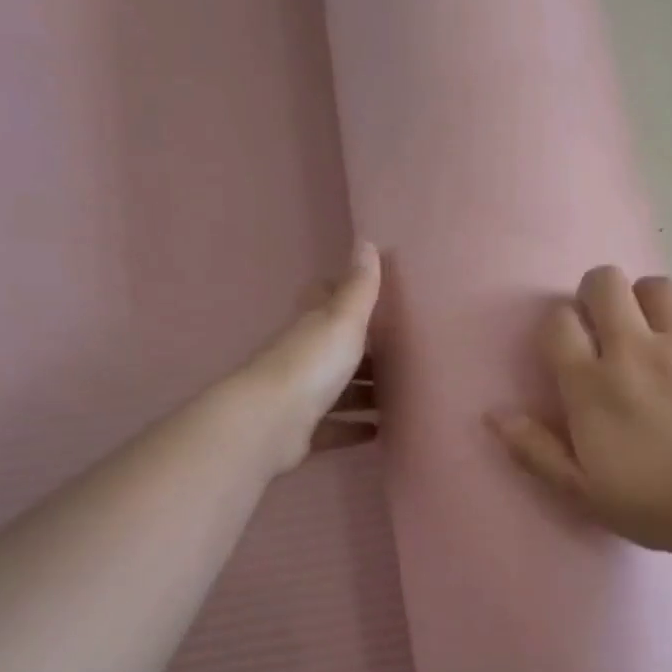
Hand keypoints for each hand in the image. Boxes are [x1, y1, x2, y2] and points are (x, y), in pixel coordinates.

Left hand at [235, 239, 381, 473]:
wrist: (269, 423)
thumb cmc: (310, 364)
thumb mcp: (342, 320)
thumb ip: (359, 288)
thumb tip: (365, 239)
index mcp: (311, 326)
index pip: (324, 300)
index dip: (344, 293)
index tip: (373, 295)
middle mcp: (302, 358)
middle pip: (335, 348)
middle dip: (364, 350)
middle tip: (401, 354)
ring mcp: (300, 396)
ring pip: (337, 390)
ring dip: (363, 392)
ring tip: (400, 396)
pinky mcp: (302, 431)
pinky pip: (334, 427)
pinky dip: (354, 428)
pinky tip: (379, 431)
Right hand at [489, 265, 671, 557]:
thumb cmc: (653, 503)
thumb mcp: (582, 491)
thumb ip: (535, 450)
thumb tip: (495, 414)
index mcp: (591, 385)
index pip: (559, 321)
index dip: (558, 326)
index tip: (568, 348)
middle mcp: (634, 350)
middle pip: (605, 282)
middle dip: (597, 295)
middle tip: (605, 327)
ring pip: (656, 286)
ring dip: (645, 303)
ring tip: (650, 333)